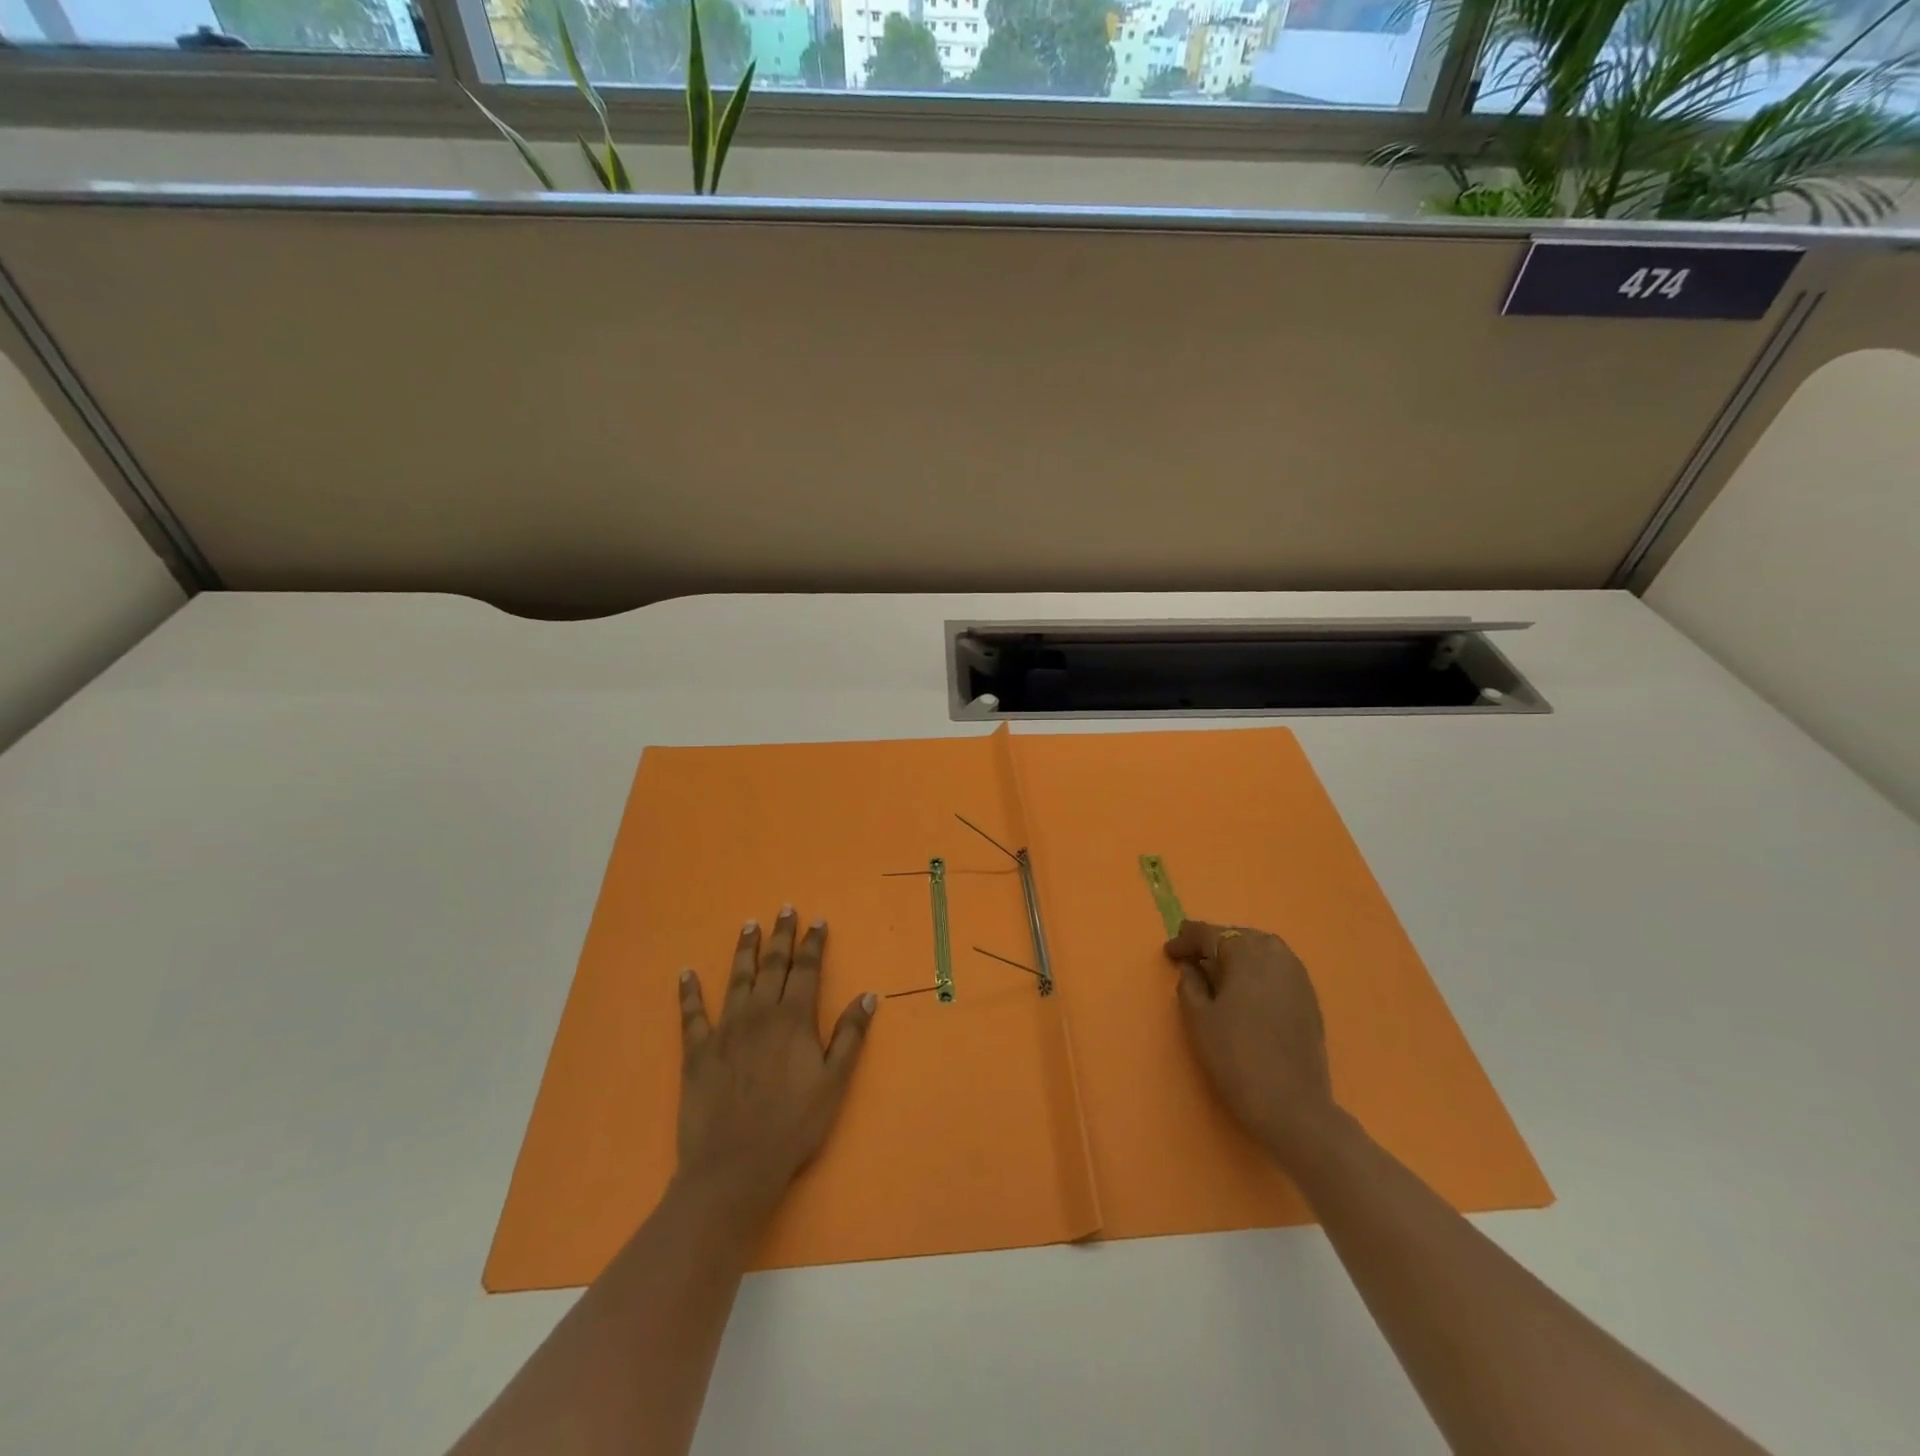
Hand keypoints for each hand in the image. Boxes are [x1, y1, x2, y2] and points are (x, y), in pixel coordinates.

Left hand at [676, 908, 876, 1219]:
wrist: (735, 1166)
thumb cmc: (793, 1126)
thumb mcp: (834, 1082)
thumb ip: (850, 1035)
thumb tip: (868, 995)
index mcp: (794, 1018)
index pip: (807, 969)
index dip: (813, 943)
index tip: (817, 921)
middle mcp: (760, 1013)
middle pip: (773, 965)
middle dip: (781, 936)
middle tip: (784, 909)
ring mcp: (725, 1029)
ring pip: (737, 978)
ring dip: (744, 950)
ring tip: (749, 925)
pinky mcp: (697, 1051)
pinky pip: (691, 1014)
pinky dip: (689, 992)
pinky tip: (686, 973)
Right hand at [1165, 919, 1338, 1167]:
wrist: (1293, 1106)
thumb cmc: (1236, 1056)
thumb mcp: (1198, 1018)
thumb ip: (1190, 983)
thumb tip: (1193, 967)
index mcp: (1245, 951)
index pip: (1209, 934)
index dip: (1185, 940)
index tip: (1169, 952)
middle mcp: (1275, 953)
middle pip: (1237, 937)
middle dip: (1213, 944)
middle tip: (1191, 960)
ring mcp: (1297, 974)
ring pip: (1260, 950)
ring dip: (1238, 956)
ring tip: (1218, 973)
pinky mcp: (1310, 997)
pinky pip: (1277, 969)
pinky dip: (1258, 971)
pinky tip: (1247, 990)